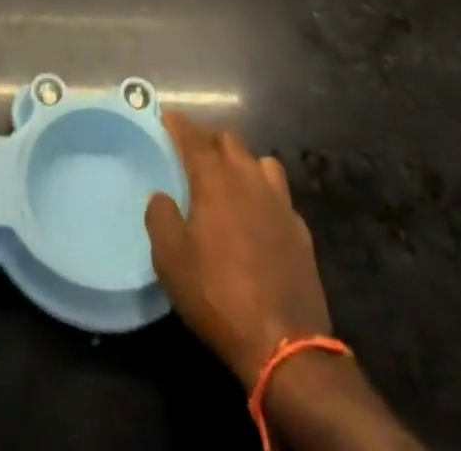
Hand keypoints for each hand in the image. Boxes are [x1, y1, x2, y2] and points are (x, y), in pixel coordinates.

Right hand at [145, 111, 331, 381]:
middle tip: (191, 152)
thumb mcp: (170, 259)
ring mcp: (279, 202)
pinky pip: (278, 194)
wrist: (285, 345)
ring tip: (227, 178)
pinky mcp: (300, 229)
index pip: (193, 136)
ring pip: (258, 161)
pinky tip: (256, 214)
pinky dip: (262, 193)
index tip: (165, 116)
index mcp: (215, 178)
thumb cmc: (217, 295)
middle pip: (228, 140)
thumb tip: (162, 197)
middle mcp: (248, 178)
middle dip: (207, 138)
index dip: (177, 123)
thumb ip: (160, 217)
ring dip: (240, 161)